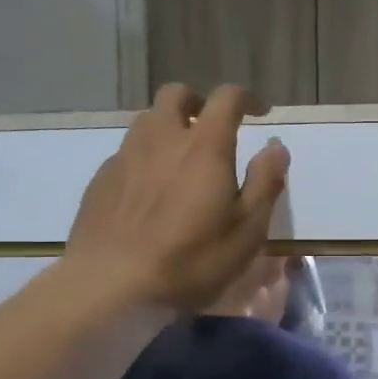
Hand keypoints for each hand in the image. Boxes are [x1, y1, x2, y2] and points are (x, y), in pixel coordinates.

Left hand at [66, 83, 289, 311]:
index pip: (227, 98)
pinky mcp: (101, 178)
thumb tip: (276, 145)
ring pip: (148, 120)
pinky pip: (128, 150)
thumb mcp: (247, 230)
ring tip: (182, 158)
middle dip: (199, 101)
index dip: (247, 99)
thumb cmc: (191, 260)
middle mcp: (162, 138)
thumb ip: (265, 182)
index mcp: (204, 146)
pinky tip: (152, 190)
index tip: (259, 113)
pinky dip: (147, 156)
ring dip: (170, 126)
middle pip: (177, 94)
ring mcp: (126, 155)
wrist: (110, 284)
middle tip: (213, 126)